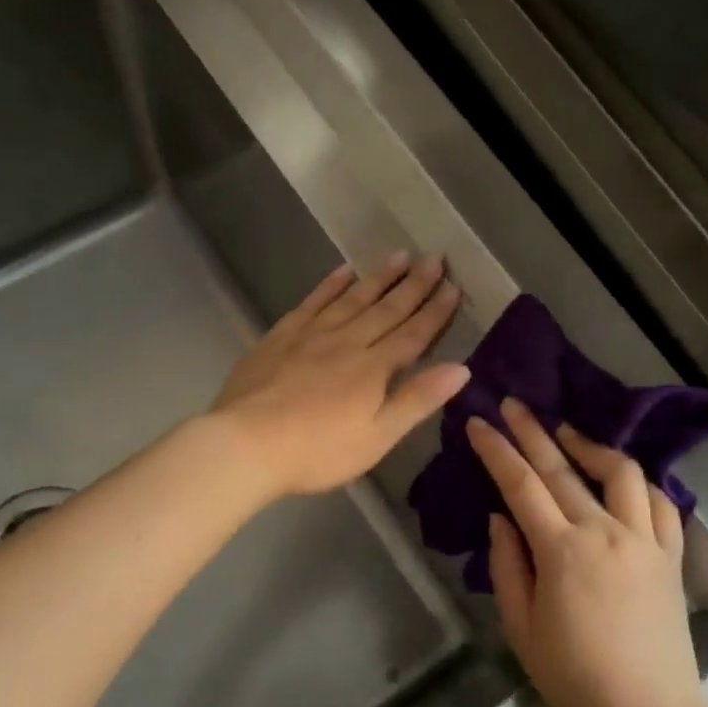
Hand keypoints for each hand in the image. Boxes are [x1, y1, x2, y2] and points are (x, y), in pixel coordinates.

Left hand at [212, 253, 470, 499]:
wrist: (247, 443)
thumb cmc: (317, 451)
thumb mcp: (377, 436)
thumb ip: (417, 400)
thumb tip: (460, 368)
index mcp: (374, 368)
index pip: (413, 334)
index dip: (436, 312)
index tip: (454, 288)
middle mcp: (347, 341)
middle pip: (387, 309)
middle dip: (414, 285)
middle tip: (434, 258)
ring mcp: (312, 334)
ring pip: (353, 298)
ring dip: (379, 277)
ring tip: (399, 255)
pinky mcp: (282, 335)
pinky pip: (313, 301)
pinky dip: (331, 284)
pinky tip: (343, 271)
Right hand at [468, 398, 705, 706]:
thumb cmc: (575, 679)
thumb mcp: (521, 628)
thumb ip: (507, 566)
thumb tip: (501, 519)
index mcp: (562, 550)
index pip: (521, 484)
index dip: (496, 450)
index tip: (477, 423)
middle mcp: (606, 531)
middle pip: (564, 468)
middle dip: (532, 431)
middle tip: (512, 404)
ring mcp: (645, 541)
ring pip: (621, 473)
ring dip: (590, 446)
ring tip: (567, 433)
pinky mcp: (671, 557)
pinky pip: (662, 504)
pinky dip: (639, 483)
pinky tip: (622, 479)